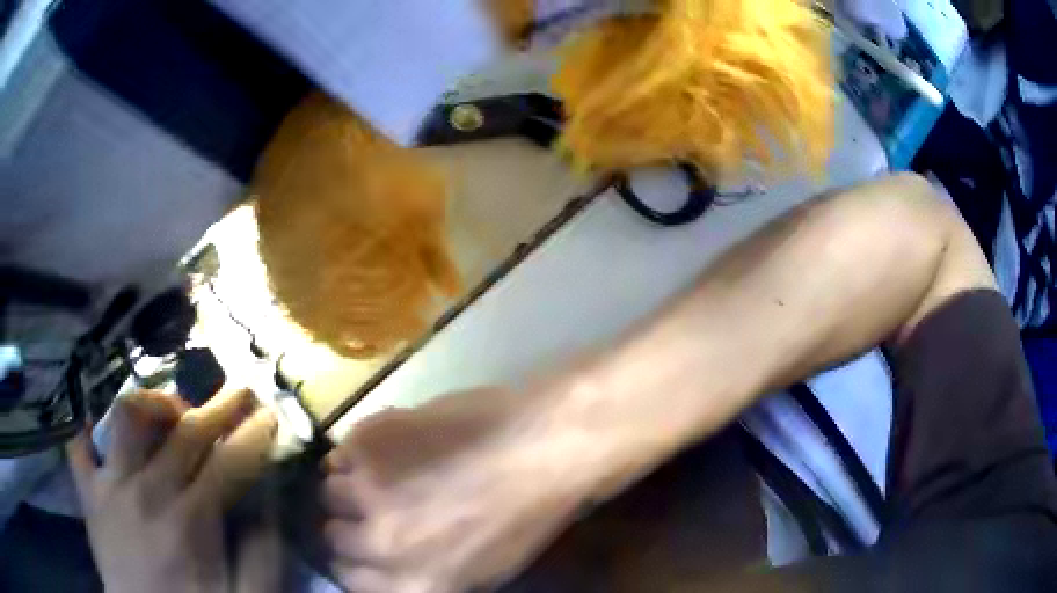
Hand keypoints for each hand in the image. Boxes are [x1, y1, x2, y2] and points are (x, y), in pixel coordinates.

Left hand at [66, 388, 277, 592]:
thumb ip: (262, 559)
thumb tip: (269, 507)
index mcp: (191, 521)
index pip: (228, 462)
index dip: (253, 434)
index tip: (270, 416)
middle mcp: (148, 491)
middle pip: (185, 431)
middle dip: (220, 406)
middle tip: (240, 391)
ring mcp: (111, 487)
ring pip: (127, 417)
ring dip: (154, 403)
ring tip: (172, 410)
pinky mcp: (88, 494)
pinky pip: (78, 447)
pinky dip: (88, 433)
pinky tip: (103, 434)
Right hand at [321, 387, 591, 592]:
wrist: (540, 447)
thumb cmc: (524, 515)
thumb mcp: (480, 571)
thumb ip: (424, 576)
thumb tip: (386, 568)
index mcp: (412, 583)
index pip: (349, 579)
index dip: (356, 561)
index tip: (364, 547)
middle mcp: (380, 544)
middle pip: (333, 535)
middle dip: (352, 523)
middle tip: (376, 505)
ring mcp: (367, 491)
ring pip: (330, 491)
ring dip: (352, 485)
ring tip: (383, 472)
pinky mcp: (367, 443)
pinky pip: (340, 453)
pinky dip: (358, 452)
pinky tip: (389, 447)